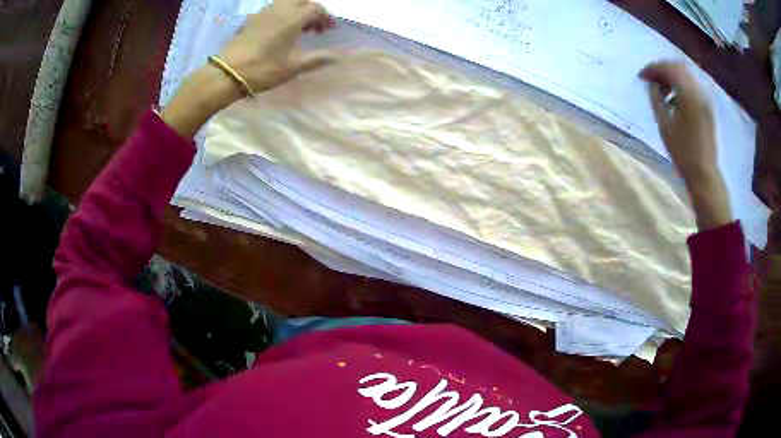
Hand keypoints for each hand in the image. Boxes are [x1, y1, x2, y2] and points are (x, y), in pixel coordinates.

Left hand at [160, 0, 334, 138]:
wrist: (228, 73)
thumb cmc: (265, 69)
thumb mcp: (295, 66)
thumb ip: (319, 58)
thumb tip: (341, 56)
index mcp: (293, 17)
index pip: (316, 8)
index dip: (325, 18)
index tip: (328, 30)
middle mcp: (279, 9)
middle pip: (301, 0)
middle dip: (311, 10)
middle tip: (314, 27)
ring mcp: (263, 13)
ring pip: (285, 3)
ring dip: (296, 11)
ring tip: (297, 29)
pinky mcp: (250, 20)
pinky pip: (271, 10)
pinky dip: (281, 15)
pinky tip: (278, 31)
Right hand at [640, 61, 731, 230]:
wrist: (704, 174)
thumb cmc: (683, 152)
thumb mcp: (664, 125)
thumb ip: (656, 99)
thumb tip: (651, 84)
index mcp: (688, 94)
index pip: (668, 69)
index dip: (653, 69)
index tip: (641, 76)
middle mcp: (698, 91)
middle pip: (678, 67)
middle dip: (662, 69)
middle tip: (650, 79)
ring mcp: (705, 99)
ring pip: (686, 75)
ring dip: (671, 77)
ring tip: (660, 89)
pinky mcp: (707, 107)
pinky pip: (692, 86)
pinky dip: (681, 86)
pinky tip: (674, 98)